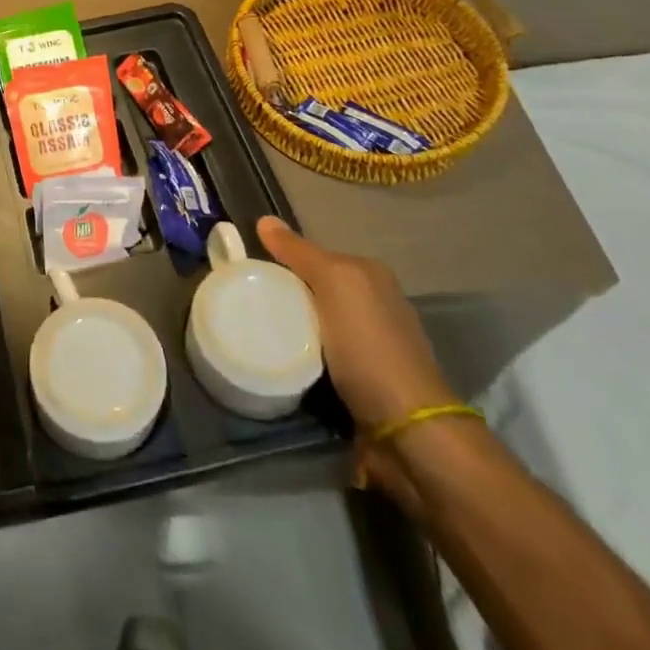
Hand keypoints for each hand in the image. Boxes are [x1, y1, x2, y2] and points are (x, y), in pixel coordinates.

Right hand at [257, 218, 465, 498]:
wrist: (407, 431)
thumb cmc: (370, 347)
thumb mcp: (334, 285)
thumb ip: (299, 252)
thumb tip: (265, 219)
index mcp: (370, 276)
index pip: (314, 256)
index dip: (280, 260)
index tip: (246, 273)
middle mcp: (373, 305)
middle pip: (313, 289)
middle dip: (282, 294)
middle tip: (243, 303)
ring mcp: (368, 345)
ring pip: (314, 323)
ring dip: (289, 328)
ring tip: (252, 331)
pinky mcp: (360, 380)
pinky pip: (318, 355)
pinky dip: (299, 355)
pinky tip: (279, 359)